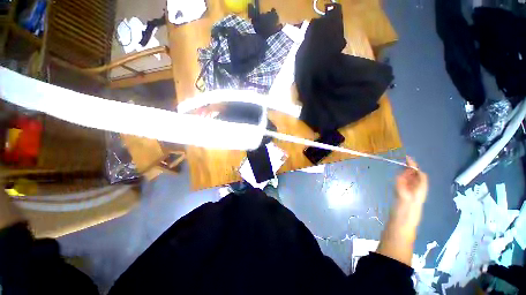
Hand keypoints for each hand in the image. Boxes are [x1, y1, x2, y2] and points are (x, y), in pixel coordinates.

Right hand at [376, 156, 427, 265]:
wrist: (399, 230)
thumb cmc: (403, 216)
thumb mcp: (404, 202)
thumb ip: (403, 188)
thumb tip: (401, 175)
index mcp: (419, 193)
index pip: (421, 177)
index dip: (415, 166)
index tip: (407, 158)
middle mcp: (416, 193)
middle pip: (417, 179)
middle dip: (411, 170)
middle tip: (401, 163)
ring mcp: (410, 197)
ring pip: (411, 183)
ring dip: (406, 175)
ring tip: (399, 170)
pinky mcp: (403, 201)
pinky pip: (404, 188)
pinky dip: (401, 182)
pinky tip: (396, 181)